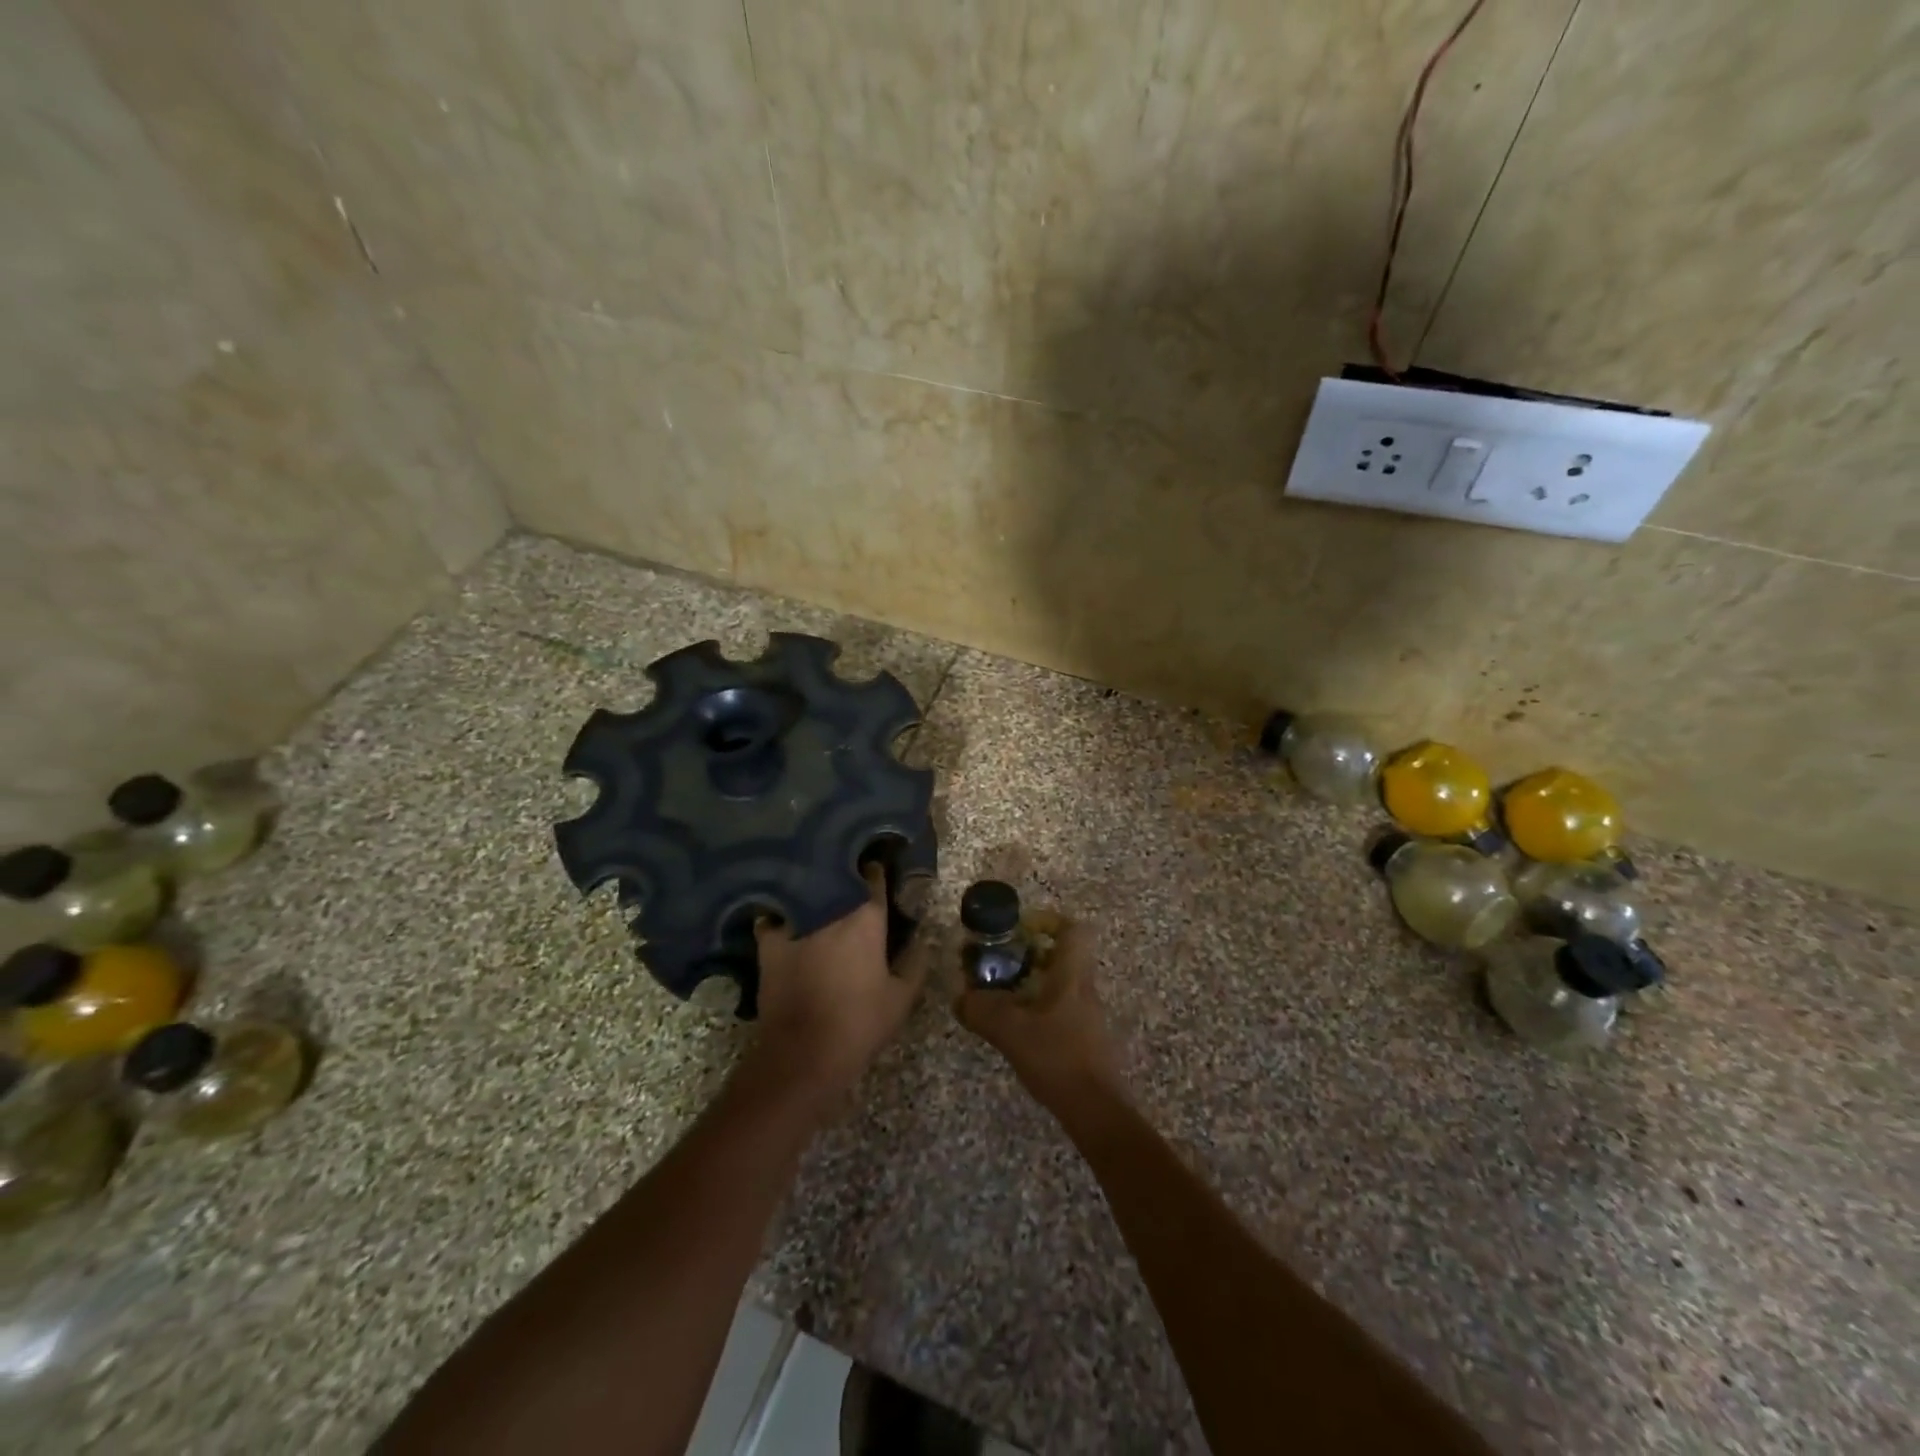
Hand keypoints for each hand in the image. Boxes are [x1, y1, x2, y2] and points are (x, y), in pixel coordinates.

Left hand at [750, 863, 926, 1105]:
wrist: (804, 1054)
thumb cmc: (860, 1023)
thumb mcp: (901, 998)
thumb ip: (915, 963)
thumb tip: (922, 939)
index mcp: (866, 917)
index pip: (874, 877)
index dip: (877, 872)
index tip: (879, 870)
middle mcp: (830, 910)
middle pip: (838, 879)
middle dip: (845, 877)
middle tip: (852, 884)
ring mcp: (796, 923)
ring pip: (806, 893)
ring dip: (814, 892)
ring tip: (818, 895)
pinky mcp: (768, 942)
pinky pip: (773, 917)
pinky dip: (779, 915)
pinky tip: (784, 919)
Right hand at [955, 912, 1123, 1109]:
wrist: (1096, 1110)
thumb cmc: (1057, 1058)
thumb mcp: (1011, 1032)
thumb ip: (981, 1010)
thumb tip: (960, 998)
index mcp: (1072, 976)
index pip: (1073, 930)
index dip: (1048, 921)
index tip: (1020, 930)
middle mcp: (1085, 989)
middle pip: (1064, 956)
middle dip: (1031, 956)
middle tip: (1002, 966)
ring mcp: (1089, 1016)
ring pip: (1062, 984)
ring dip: (1033, 984)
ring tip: (1003, 999)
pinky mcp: (1087, 1040)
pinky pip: (1062, 1010)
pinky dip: (1040, 1010)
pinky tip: (1018, 1031)